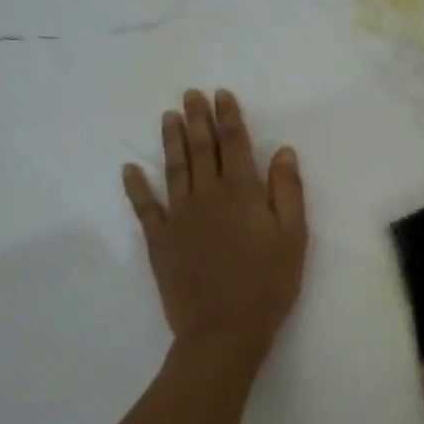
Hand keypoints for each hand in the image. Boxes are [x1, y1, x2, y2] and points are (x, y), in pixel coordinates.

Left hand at [123, 89, 307, 371]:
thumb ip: (287, 191)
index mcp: (243, 193)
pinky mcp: (160, 240)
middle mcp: (207, 195)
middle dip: (197, 119)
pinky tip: (130, 168)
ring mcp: (179, 216)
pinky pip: (145, 207)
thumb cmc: (268, 284)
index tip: (221, 95)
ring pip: (174, 168)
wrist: (224, 330)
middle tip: (190, 94)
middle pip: (202, 149)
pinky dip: (136, 186)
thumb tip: (282, 150)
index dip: (228, 118)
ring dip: (171, 140)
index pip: (235, 144)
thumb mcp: (293, 237)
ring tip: (168, 116)